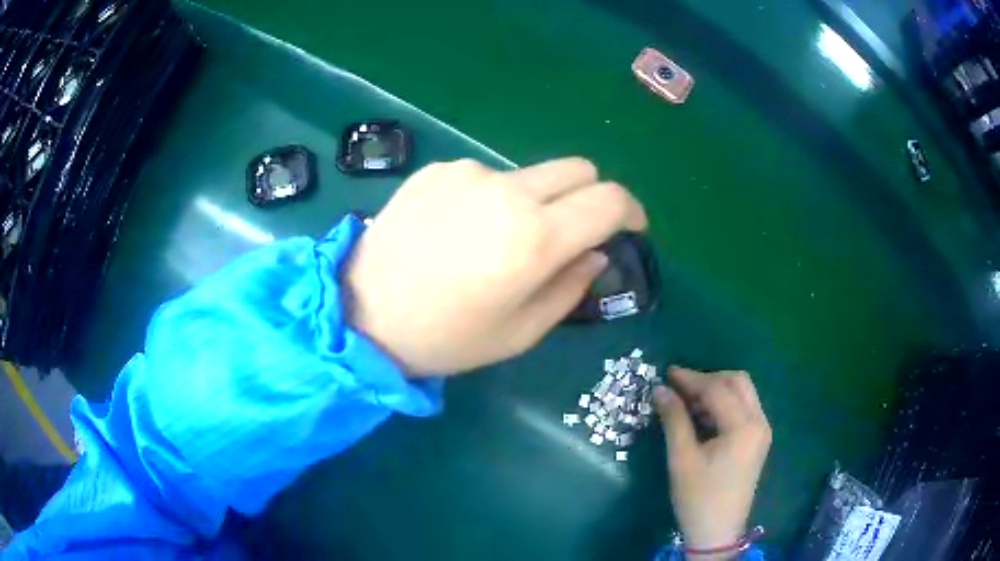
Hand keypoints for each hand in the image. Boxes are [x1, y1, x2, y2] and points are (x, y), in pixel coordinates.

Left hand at [345, 157, 646, 375]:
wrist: (361, 314)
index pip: (609, 199)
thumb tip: (594, 252)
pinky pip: (486, 176)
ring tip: (500, 240)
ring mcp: (467, 173)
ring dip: (537, 200)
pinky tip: (460, 230)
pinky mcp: (436, 170)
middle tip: (574, 232)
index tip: (628, 229)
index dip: (631, 211)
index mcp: (535, 237)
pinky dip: (492, 198)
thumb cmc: (446, 338)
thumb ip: (570, 286)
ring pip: (531, 174)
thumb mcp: (520, 332)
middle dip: (591, 197)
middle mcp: (507, 191)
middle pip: (579, 168)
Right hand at [653, 368, 771, 558]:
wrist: (717, 532)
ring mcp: (761, 431)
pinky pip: (743, 409)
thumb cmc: (698, 498)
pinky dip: (723, 405)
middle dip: (708, 379)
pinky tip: (702, 416)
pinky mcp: (757, 440)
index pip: (718, 389)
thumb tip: (660, 389)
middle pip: (738, 382)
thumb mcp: (682, 459)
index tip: (666, 373)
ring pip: (742, 393)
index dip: (691, 379)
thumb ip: (674, 420)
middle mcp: (759, 422)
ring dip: (716, 390)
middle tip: (679, 387)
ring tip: (686, 401)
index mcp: (744, 427)